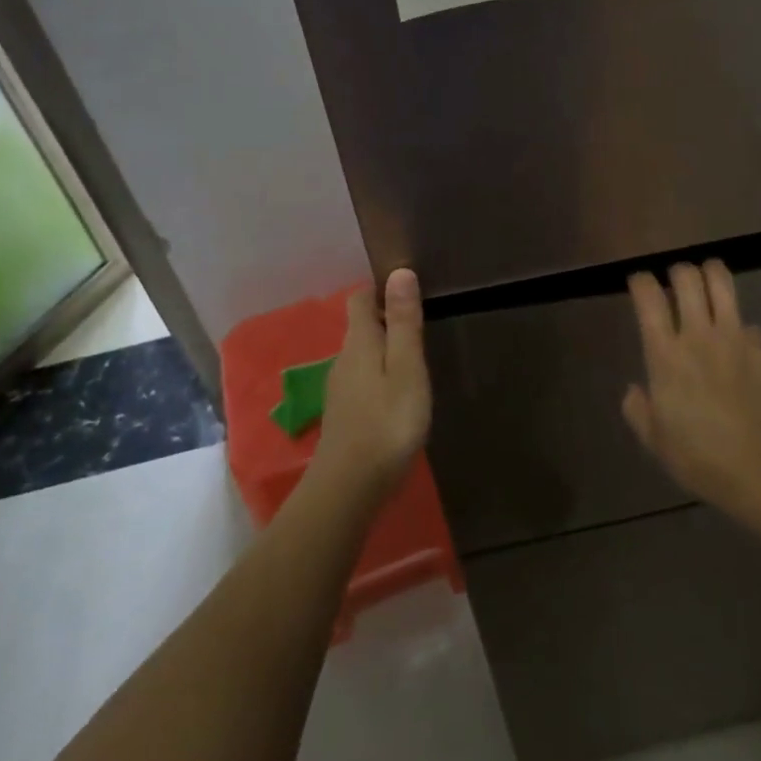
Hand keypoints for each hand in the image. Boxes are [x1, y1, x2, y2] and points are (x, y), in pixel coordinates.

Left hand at [312, 269, 432, 501]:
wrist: (349, 488)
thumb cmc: (386, 422)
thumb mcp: (406, 368)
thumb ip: (403, 322)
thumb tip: (400, 272)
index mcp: (359, 342)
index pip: (361, 299)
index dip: (380, 289)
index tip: (407, 288)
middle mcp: (343, 359)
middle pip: (361, 326)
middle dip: (386, 318)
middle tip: (420, 320)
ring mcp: (340, 389)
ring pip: (361, 355)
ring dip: (384, 349)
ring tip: (415, 356)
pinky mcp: (344, 415)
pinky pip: (362, 380)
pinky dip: (379, 375)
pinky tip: (398, 393)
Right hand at [623, 261, 760, 512]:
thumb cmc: (701, 458)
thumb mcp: (655, 441)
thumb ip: (638, 410)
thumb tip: (635, 391)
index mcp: (666, 354)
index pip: (648, 297)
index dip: (640, 280)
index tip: (638, 282)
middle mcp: (699, 335)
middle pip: (687, 277)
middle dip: (677, 271)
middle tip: (675, 283)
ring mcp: (737, 338)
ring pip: (723, 283)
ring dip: (711, 274)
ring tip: (707, 281)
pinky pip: (751, 326)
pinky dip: (742, 330)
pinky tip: (742, 349)